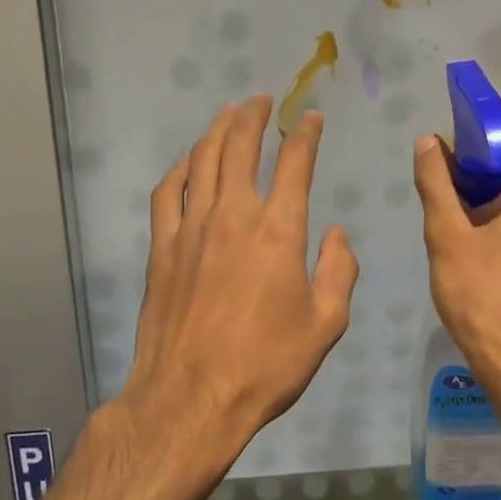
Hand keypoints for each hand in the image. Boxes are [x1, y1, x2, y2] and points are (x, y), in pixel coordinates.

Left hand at [119, 98, 359, 466]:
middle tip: (262, 100)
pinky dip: (180, 168)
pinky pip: (167, 192)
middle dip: (254, 116)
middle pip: (241, 146)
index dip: (305, 133)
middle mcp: (234, 214)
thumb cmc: (266, 365)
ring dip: (218, 130)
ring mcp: (192, 227)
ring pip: (203, 159)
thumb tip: (336, 233)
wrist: (191, 399)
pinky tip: (188, 161)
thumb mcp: (325, 325)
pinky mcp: (162, 246)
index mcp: (279, 229)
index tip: (311, 118)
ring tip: (229, 113)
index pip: (295, 162)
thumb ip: (338, 271)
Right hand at [413, 125, 500, 402]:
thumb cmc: (485, 299)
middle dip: (477, 166)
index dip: (470, 134)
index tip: (440, 148)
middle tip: (440, 186)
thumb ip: (436, 182)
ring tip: (454, 214)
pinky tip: (480, 239)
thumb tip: (429, 142)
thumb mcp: (448, 237)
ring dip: (492, 192)